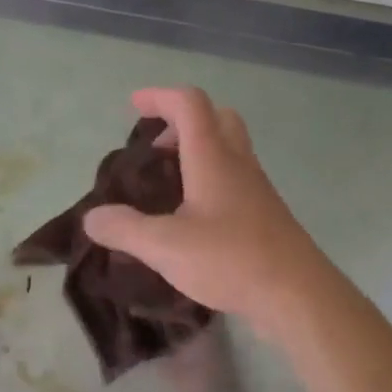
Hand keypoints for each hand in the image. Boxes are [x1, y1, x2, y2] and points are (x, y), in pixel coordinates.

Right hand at [83, 87, 332, 336]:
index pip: (189, 104)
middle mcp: (237, 163)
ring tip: (167, 181)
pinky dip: (209, 178)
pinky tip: (191, 215)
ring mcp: (256, 188)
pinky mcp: (264, 214)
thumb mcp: (166, 247)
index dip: (160, 97)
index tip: (134, 105)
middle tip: (155, 145)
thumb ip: (125, 229)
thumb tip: (92, 218)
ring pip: (228, 147)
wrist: (298, 295)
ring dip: (197, 149)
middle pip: (216, 117)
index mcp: (213, 158)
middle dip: (182, 120)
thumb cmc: (231, 260)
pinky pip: (234, 177)